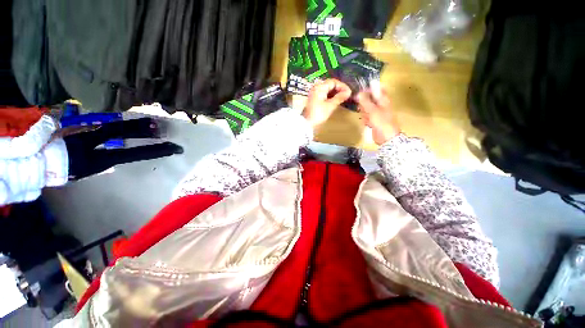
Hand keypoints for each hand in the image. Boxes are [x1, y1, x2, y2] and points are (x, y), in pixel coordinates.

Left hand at [303, 79, 351, 127]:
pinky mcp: (314, 99)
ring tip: (342, 98)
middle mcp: (316, 88)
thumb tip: (348, 92)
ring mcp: (314, 93)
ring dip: (335, 93)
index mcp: (320, 87)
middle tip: (346, 95)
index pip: (333, 82)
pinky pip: (324, 94)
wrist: (306, 123)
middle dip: (339, 89)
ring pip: (327, 90)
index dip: (342, 86)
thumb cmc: (318, 114)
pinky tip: (335, 101)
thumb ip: (339, 98)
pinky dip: (330, 96)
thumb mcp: (330, 106)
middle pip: (330, 85)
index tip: (349, 92)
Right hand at [356, 89, 400, 144]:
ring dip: (364, 113)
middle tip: (362, 108)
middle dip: (364, 104)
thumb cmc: (381, 122)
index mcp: (383, 99)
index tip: (360, 93)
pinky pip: (366, 116)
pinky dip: (365, 119)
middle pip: (369, 99)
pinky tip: (367, 123)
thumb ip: (365, 101)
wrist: (385, 137)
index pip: (377, 88)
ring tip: (367, 118)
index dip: (368, 89)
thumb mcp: (372, 110)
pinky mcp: (373, 120)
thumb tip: (359, 92)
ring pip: (366, 108)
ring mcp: (376, 112)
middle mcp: (380, 104)